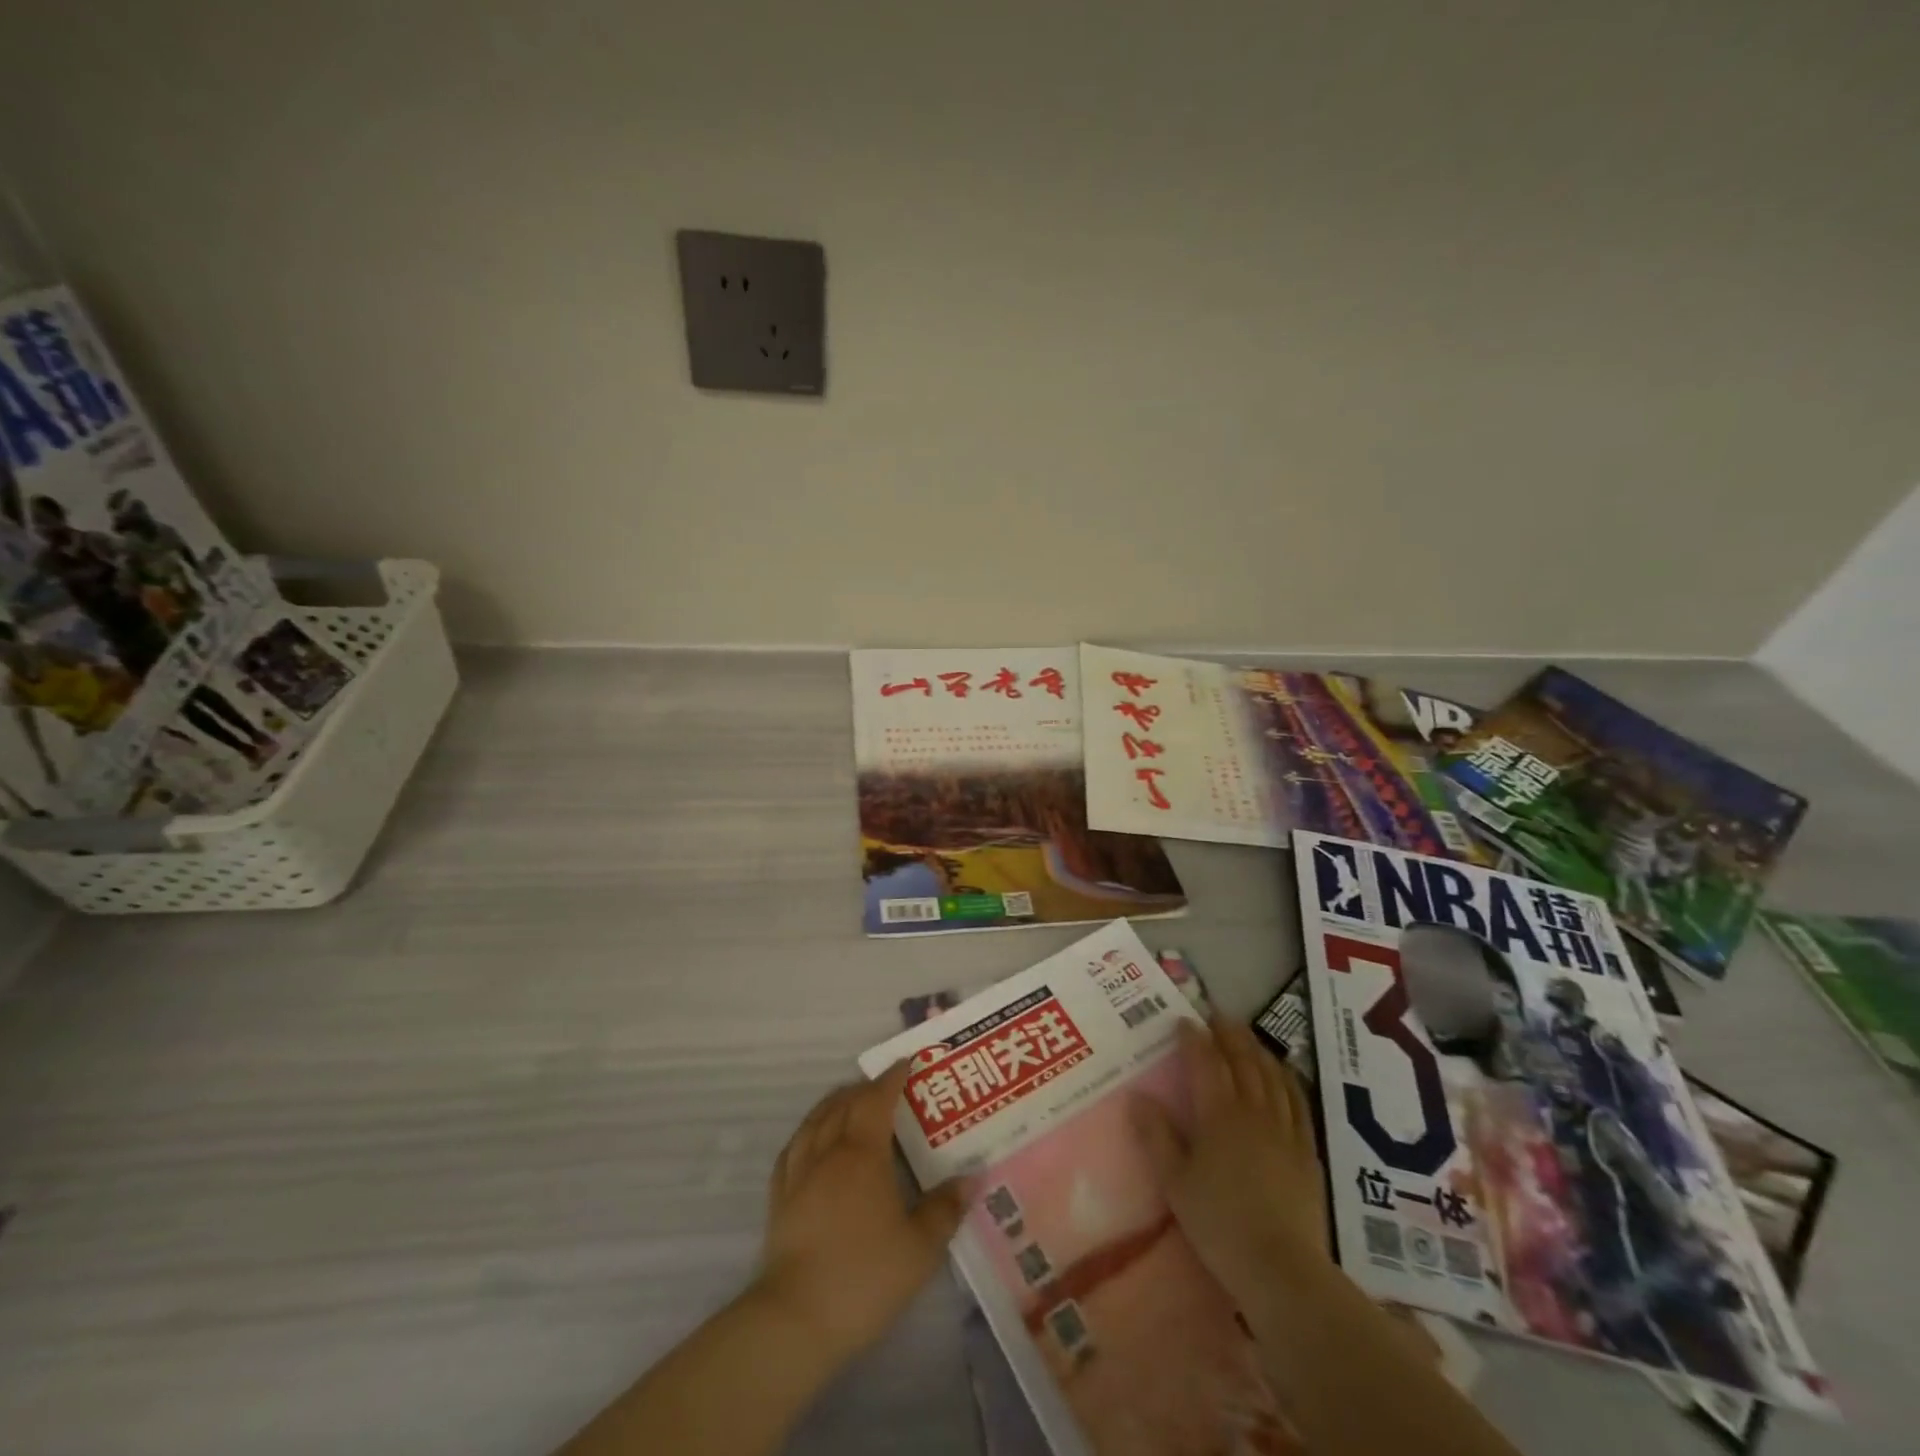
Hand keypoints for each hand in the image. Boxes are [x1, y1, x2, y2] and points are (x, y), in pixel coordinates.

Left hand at [752, 1061, 967, 1360]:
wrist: (795, 1319)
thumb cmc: (864, 1277)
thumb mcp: (919, 1249)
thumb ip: (945, 1209)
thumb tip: (972, 1176)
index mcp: (863, 1154)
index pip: (877, 1099)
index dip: (892, 1077)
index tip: (906, 1063)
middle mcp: (829, 1151)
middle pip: (844, 1104)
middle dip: (865, 1088)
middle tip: (885, 1086)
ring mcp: (799, 1173)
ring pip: (816, 1120)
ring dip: (835, 1103)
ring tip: (849, 1102)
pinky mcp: (779, 1198)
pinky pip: (793, 1147)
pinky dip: (808, 1132)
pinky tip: (811, 1139)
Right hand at [1132, 1016, 1327, 1296]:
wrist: (1281, 1269)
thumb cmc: (1219, 1224)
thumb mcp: (1174, 1182)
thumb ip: (1155, 1136)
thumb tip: (1136, 1096)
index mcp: (1218, 1115)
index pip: (1205, 1062)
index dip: (1194, 1038)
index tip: (1184, 1020)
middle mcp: (1253, 1111)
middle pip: (1243, 1060)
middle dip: (1229, 1034)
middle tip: (1218, 1016)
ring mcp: (1285, 1129)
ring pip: (1272, 1075)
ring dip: (1258, 1050)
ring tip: (1247, 1037)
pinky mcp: (1307, 1151)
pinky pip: (1298, 1101)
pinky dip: (1288, 1079)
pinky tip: (1284, 1074)